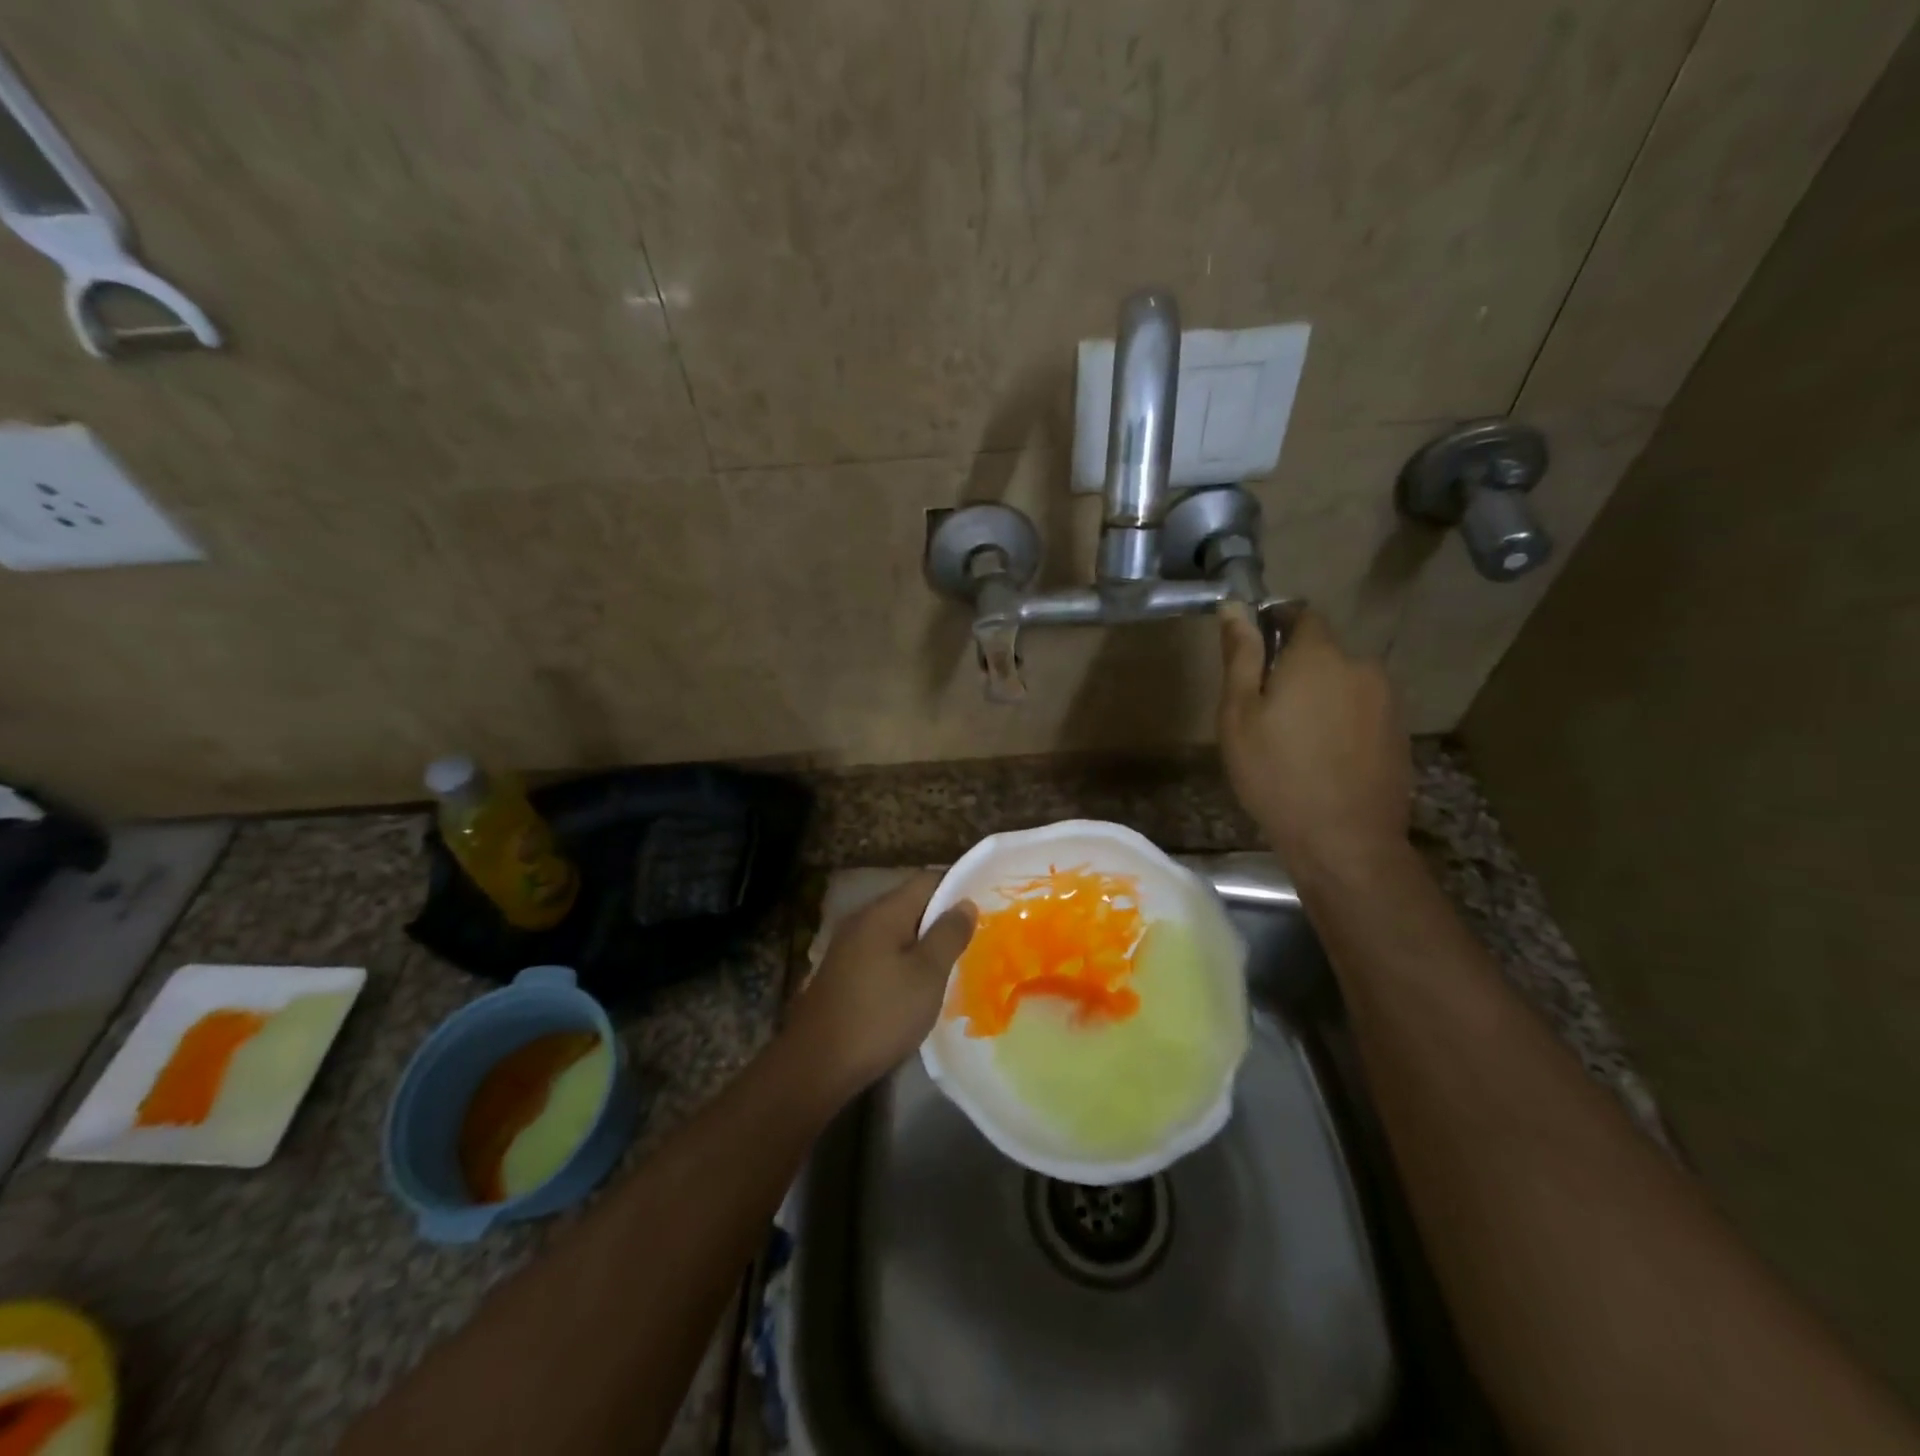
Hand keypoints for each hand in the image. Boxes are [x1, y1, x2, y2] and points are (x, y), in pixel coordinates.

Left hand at [783, 872, 975, 1093]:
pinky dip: (905, 962)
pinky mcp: (843, 973)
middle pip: (911, 905)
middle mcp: (863, 920)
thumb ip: (948, 934)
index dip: (958, 888)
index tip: (986, 906)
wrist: (817, 1063)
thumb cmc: (881, 1013)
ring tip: (955, 962)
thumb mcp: (927, 974)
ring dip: (924, 943)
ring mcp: (849, 947)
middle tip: (977, 937)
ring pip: (897, 932)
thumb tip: (965, 903)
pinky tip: (920, 985)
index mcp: (884, 912)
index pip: (927, 880)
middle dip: (942, 919)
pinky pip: (883, 953)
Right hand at [1218, 603, 1411, 881]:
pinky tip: (1323, 758)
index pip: (1300, 613)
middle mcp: (1360, 666)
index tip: (1253, 654)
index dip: (1274, 624)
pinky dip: (1341, 721)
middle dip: (1295, 668)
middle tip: (1265, 711)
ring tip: (1294, 740)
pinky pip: (1361, 710)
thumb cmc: (1275, 774)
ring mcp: (1386, 700)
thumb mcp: (1239, 715)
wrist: (1344, 840)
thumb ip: (1241, 656)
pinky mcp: (1398, 731)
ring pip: (1343, 682)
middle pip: (1323, 651)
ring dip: (1319, 696)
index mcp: (1318, 656)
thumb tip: (1235, 606)